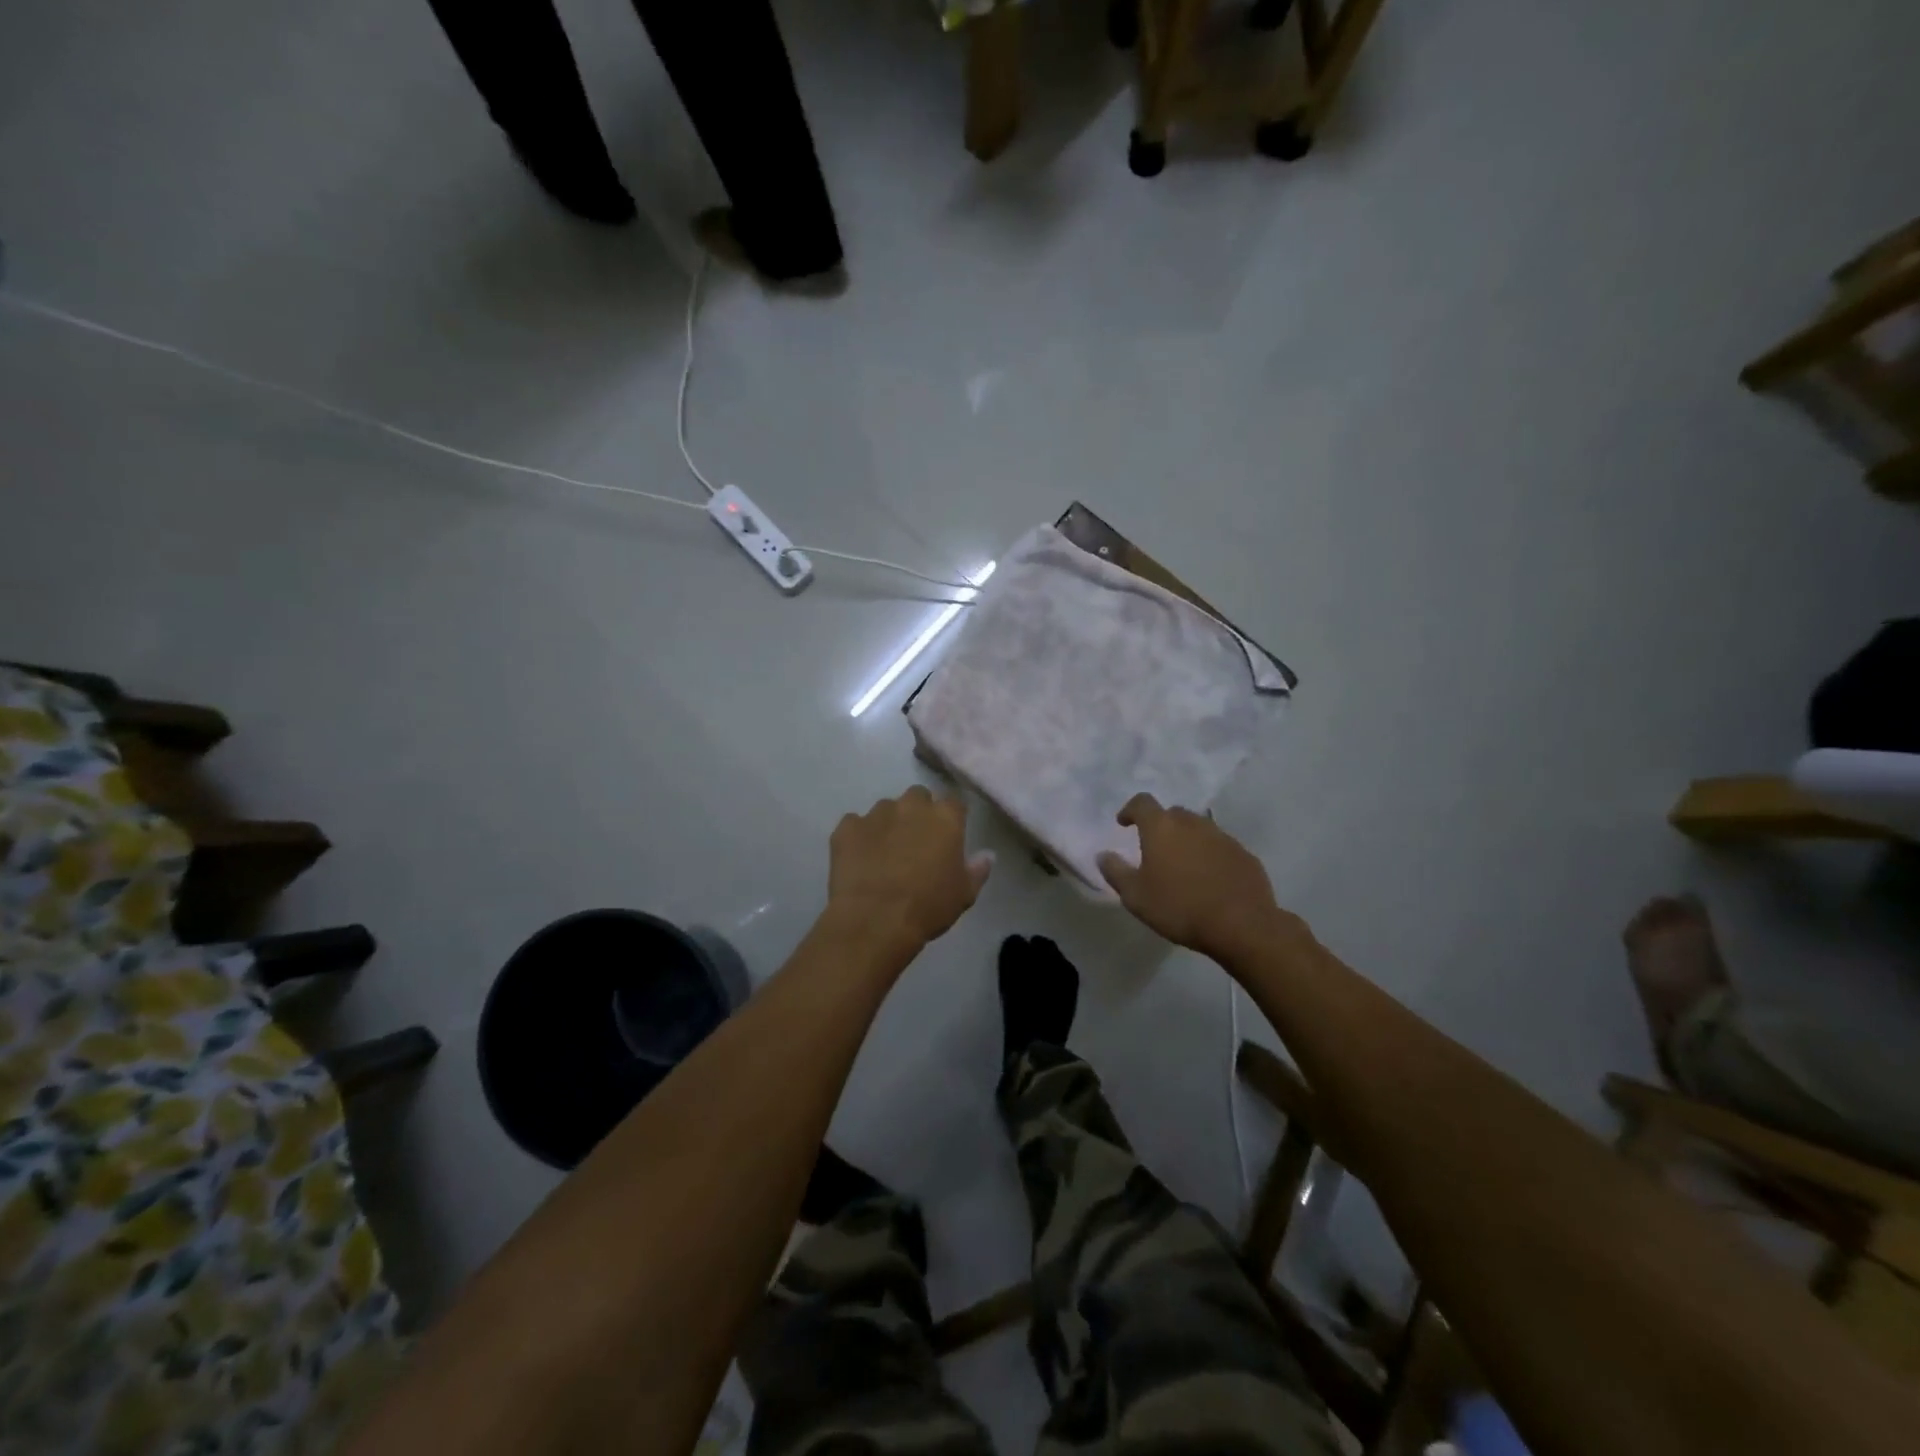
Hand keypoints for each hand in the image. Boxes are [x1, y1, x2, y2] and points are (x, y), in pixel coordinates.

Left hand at [827, 786, 991, 947]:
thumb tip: (986, 855)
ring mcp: (876, 813)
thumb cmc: (929, 907)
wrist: (875, 920)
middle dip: (918, 812)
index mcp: (945, 817)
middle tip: (916, 842)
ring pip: (886, 809)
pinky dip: (858, 837)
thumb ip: (977, 869)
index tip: (948, 836)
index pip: (954, 802)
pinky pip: (855, 824)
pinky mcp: (847, 827)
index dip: (951, 817)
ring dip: (889, 824)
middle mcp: (911, 806)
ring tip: (885, 853)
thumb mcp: (964, 894)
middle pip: (918, 797)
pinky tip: (859, 860)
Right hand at [1097, 794, 1279, 958]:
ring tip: (1182, 865)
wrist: (1242, 925)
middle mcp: (1192, 823)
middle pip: (1173, 814)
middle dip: (1161, 825)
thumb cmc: (1179, 907)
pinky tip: (1209, 878)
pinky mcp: (1244, 854)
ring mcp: (1222, 837)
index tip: (1124, 823)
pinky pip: (1220, 847)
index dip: (1130, 809)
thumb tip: (1103, 855)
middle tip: (1154, 847)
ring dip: (1187, 839)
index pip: (1142, 803)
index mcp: (1162, 828)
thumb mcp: (1135, 896)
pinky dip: (1210, 855)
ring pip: (1199, 829)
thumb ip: (1115, 872)